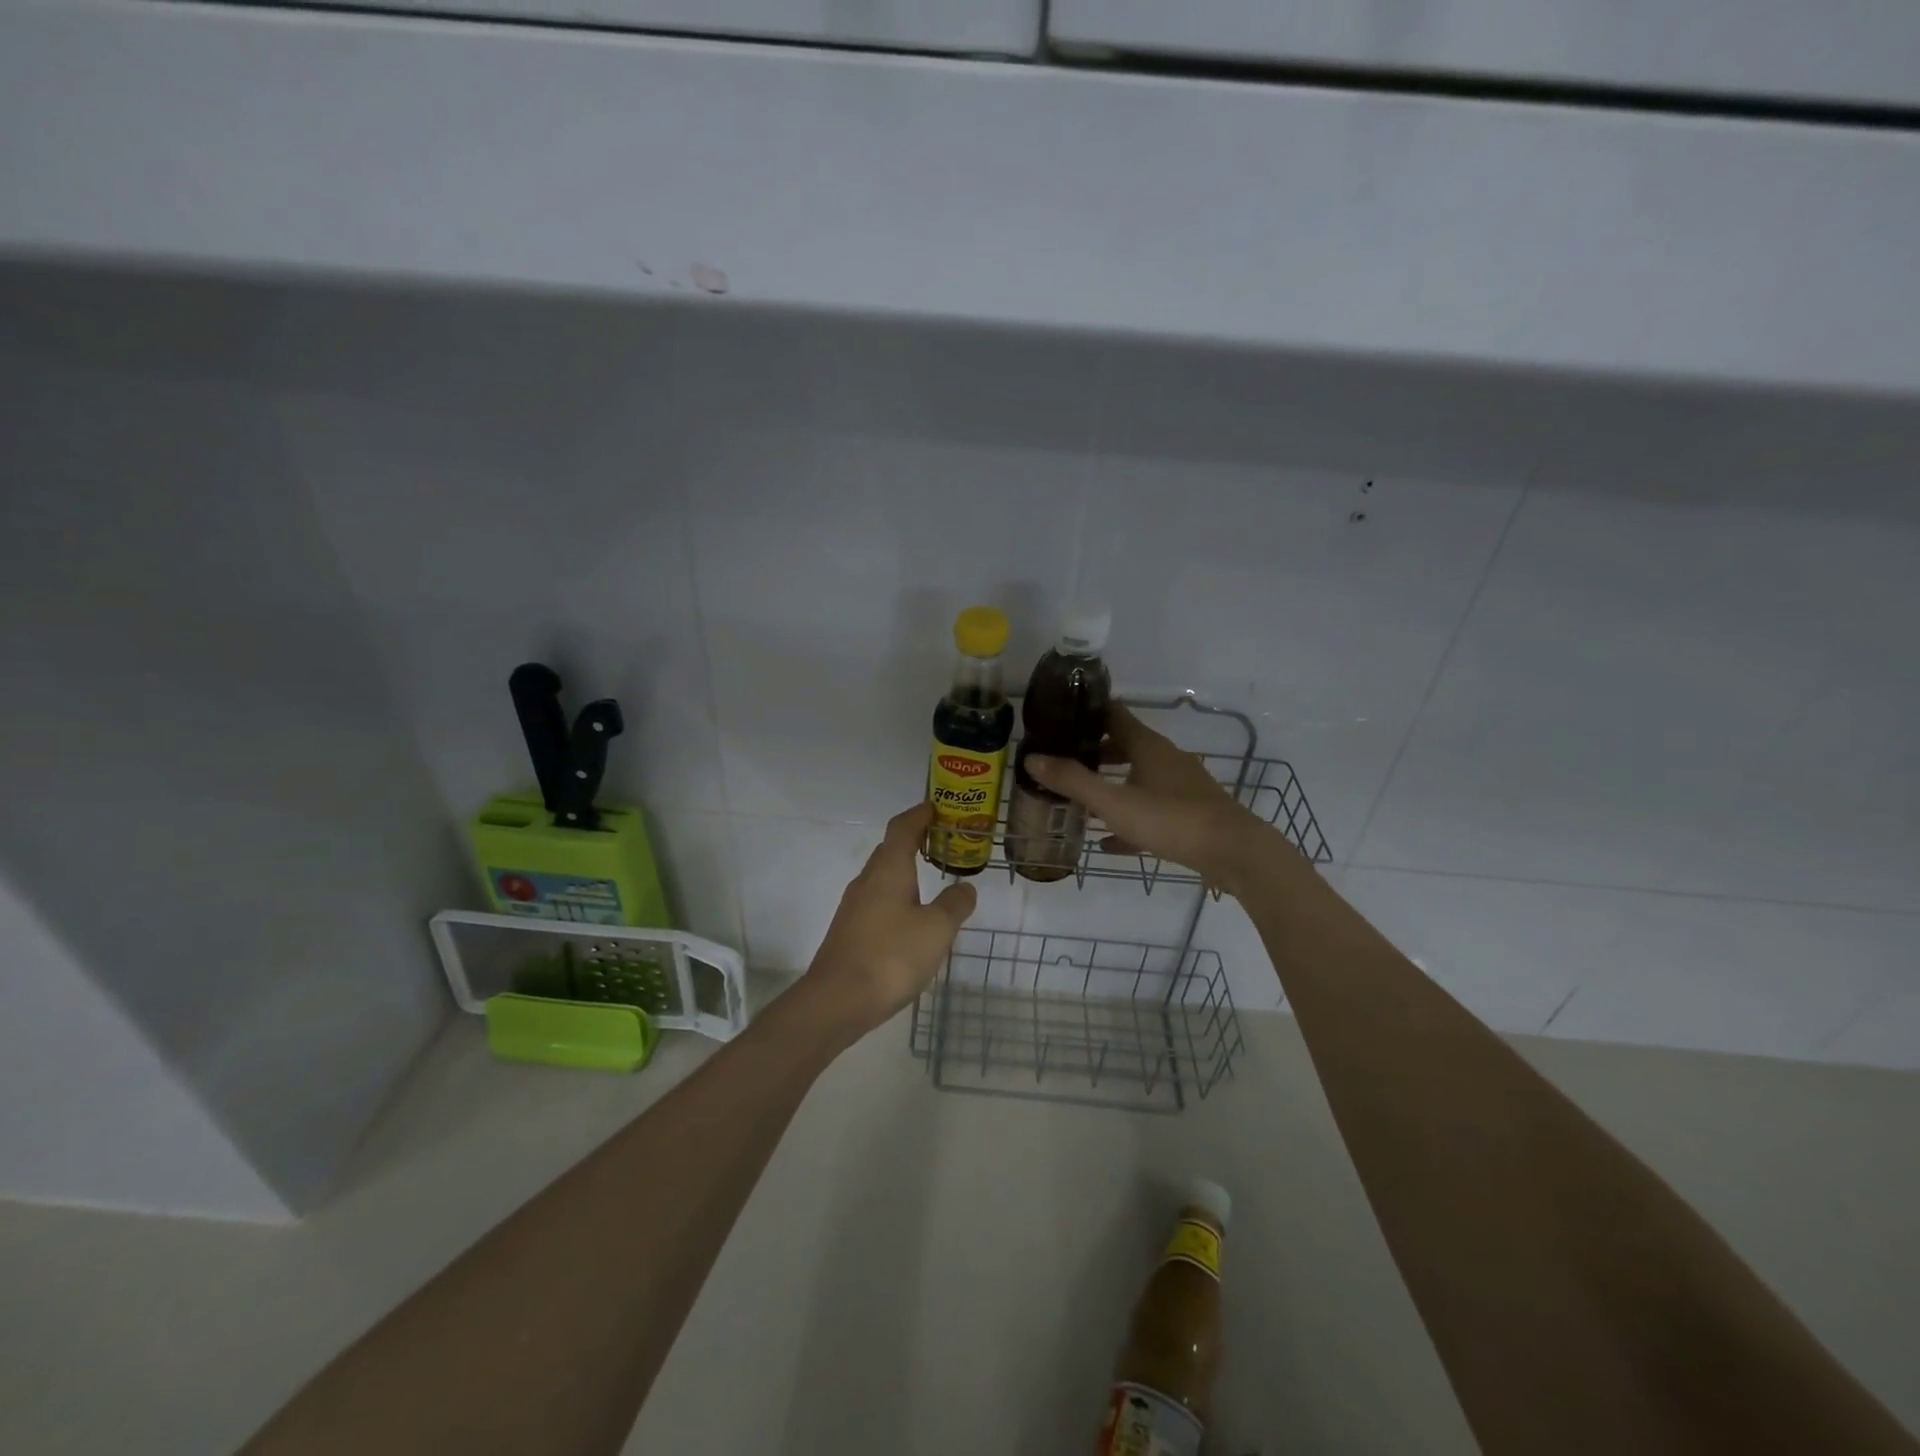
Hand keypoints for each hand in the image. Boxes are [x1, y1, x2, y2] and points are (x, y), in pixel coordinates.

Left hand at [802, 803, 976, 1037]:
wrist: (837, 1000)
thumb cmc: (891, 955)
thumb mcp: (937, 930)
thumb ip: (954, 904)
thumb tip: (964, 887)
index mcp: (888, 869)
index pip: (902, 827)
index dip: (920, 814)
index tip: (938, 808)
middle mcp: (867, 880)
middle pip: (890, 849)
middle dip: (915, 840)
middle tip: (944, 842)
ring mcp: (854, 906)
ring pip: (883, 876)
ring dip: (906, 870)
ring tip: (933, 877)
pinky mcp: (850, 930)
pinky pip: (878, 900)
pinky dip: (898, 896)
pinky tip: (912, 918)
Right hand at [1025, 705, 1278, 894]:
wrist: (1234, 852)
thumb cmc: (1171, 818)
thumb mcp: (1114, 802)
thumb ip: (1073, 781)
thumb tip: (1032, 758)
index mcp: (1147, 746)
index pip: (1113, 714)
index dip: (1086, 713)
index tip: (1059, 718)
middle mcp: (1165, 758)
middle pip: (1124, 746)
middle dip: (1093, 753)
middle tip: (1062, 763)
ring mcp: (1180, 785)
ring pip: (1137, 778)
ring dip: (1110, 785)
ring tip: (1079, 800)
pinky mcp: (1189, 812)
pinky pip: (1150, 809)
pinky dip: (1128, 817)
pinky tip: (1108, 841)